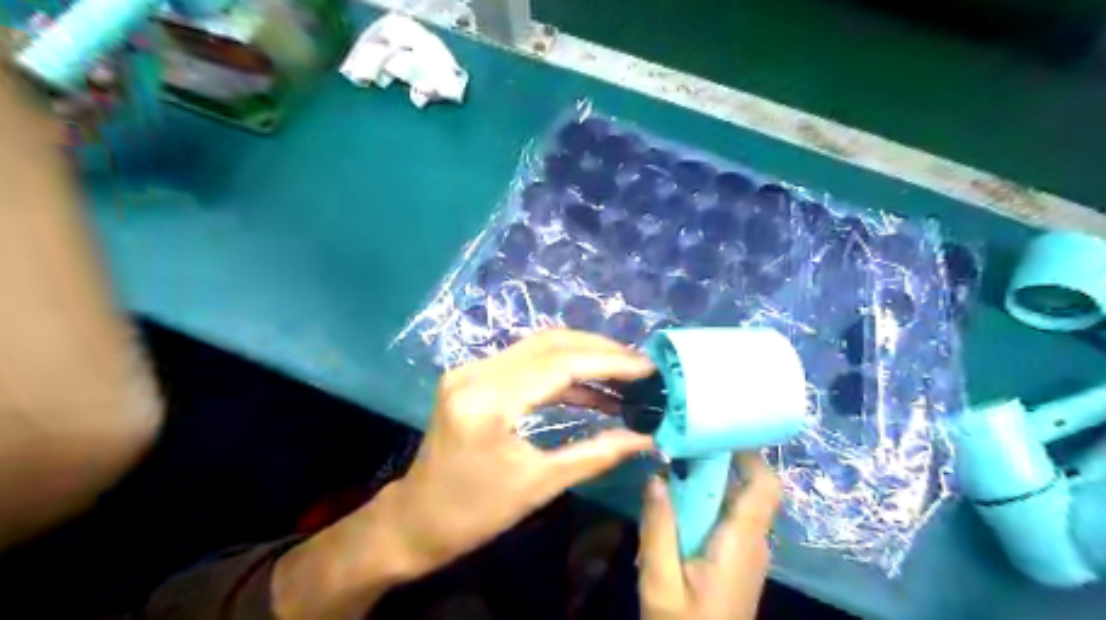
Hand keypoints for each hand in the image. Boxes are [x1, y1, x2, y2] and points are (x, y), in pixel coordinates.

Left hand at [273, 326, 653, 616]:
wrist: (416, 518)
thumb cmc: (475, 512)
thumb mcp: (539, 485)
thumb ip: (596, 454)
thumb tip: (645, 439)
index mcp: (489, 402)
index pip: (560, 365)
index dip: (609, 362)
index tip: (648, 367)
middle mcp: (476, 372)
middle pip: (550, 343)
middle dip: (601, 351)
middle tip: (640, 365)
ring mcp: (471, 370)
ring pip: (539, 347)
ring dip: (584, 356)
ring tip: (624, 374)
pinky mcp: (474, 376)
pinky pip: (526, 362)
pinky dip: (562, 371)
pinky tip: (591, 388)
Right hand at [635, 449, 781, 619]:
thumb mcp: (660, 580)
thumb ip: (658, 528)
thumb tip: (656, 477)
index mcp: (741, 542)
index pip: (764, 485)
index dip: (748, 452)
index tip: (714, 431)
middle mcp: (753, 541)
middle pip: (747, 486)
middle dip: (715, 462)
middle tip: (677, 445)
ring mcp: (748, 551)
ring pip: (735, 500)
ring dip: (706, 482)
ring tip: (670, 469)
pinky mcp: (738, 559)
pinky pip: (726, 518)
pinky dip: (704, 503)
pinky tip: (675, 506)